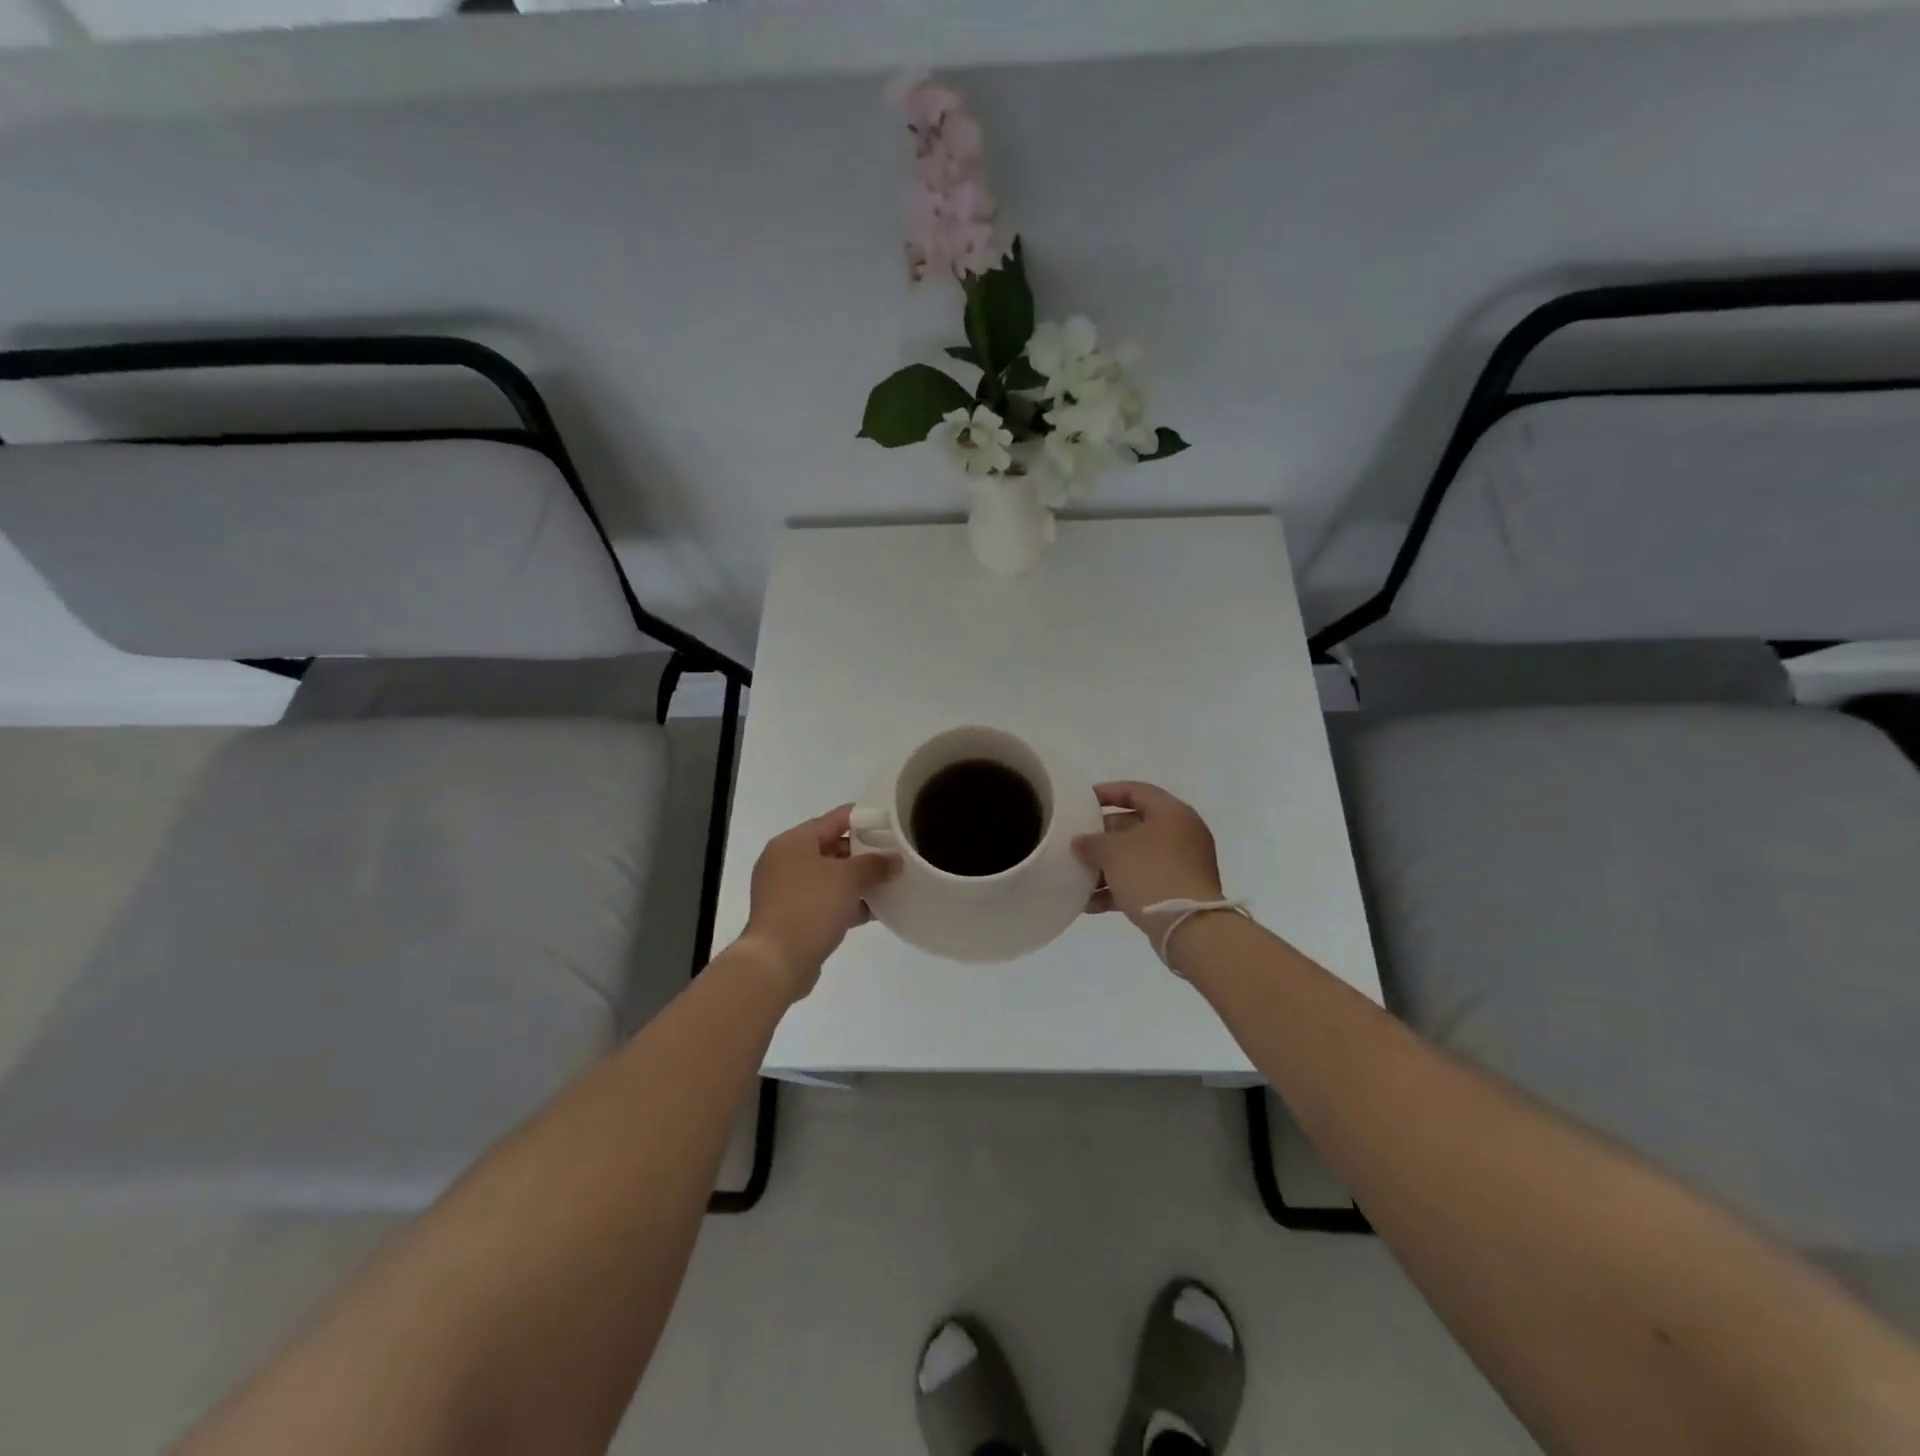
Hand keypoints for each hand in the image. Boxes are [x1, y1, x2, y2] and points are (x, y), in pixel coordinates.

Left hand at [739, 805, 898, 1000]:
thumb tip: (894, 859)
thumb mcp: (848, 879)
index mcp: (793, 842)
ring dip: (858, 881)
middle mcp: (786, 861)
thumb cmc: (810, 907)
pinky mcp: (793, 916)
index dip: (865, 818)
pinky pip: (825, 901)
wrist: (776, 963)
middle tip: (895, 855)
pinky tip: (875, 910)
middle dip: (865, 853)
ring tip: (891, 882)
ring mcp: (787, 891)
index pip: (835, 819)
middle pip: (832, 847)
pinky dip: (847, 903)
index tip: (892, 822)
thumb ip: (875, 864)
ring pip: (830, 877)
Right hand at [1072, 782, 1224, 941]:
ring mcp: (1181, 865)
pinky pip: (1142, 882)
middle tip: (1077, 843)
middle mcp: (1180, 834)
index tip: (1082, 801)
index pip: (1136, 791)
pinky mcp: (1177, 892)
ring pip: (1136, 857)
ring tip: (1077, 876)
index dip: (1107, 793)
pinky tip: (1089, 904)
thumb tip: (1080, 842)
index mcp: (1171, 813)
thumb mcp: (1113, 851)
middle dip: (1102, 836)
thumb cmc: (1151, 874)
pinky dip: (1117, 889)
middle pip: (1134, 826)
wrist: (1188, 927)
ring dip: (1106, 867)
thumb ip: (1091, 842)